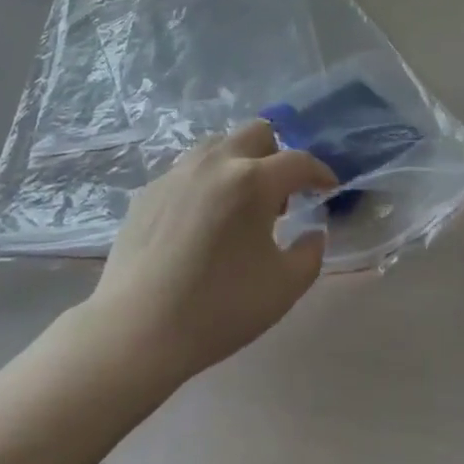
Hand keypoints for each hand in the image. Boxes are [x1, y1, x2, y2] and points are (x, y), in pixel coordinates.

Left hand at [89, 120, 337, 382]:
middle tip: (280, 195)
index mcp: (252, 180)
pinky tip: (201, 222)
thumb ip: (310, 255)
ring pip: (220, 144)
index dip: (319, 172)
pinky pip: (189, 169)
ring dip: (240, 161)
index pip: (298, 161)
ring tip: (239, 205)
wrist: (136, 331)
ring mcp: (179, 171)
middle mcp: (217, 162)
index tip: (328, 187)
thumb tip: (314, 232)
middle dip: (277, 155)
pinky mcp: (151, 188)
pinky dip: (207, 182)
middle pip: (257, 132)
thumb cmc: (217, 309)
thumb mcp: (282, 290)